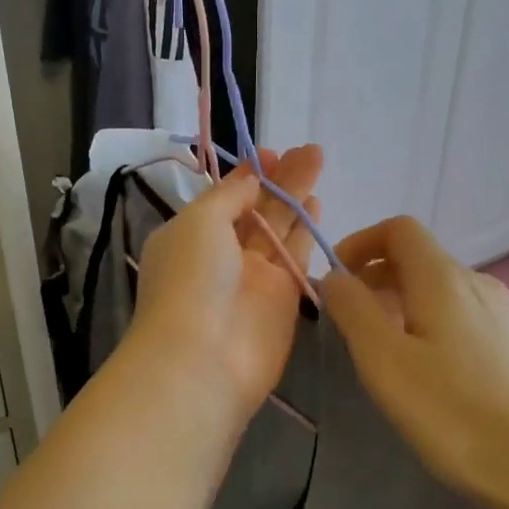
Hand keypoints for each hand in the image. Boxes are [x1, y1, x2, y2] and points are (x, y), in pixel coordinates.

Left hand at [124, 146, 323, 424]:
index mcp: (192, 234)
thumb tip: (249, 178)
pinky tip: (318, 204)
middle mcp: (222, 253)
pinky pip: (296, 256)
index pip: (225, 197)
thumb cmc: (191, 279)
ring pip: (280, 227)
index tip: (271, 151)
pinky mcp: (283, 298)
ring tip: (317, 161)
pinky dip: (306, 230)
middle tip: (308, 149)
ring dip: (297, 195)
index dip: (248, 174)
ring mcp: (254, 276)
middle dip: (280, 178)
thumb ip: (229, 196)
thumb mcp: (199, 222)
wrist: (204, 359)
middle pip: (257, 208)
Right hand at [318, 216, 508, 508]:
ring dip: (398, 301)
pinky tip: (423, 371)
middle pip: (417, 257)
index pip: (399, 229)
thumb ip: (352, 309)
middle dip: (374, 276)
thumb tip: (336, 276)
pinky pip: (457, 313)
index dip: (360, 243)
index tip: (336, 281)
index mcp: (444, 277)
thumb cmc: (455, 414)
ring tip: (381, 350)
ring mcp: (500, 314)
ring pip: (437, 288)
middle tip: (348, 321)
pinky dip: (426, 322)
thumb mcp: (385, 361)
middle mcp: (476, 283)